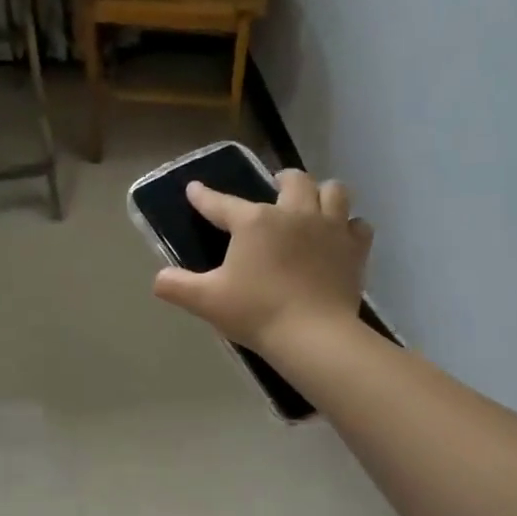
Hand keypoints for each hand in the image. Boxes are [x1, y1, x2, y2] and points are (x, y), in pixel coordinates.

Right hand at [153, 169, 372, 357]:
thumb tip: (158, 279)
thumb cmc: (256, 312)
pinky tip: (340, 238)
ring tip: (312, 206)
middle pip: (293, 180)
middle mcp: (294, 213)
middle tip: (275, 189)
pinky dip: (348, 227)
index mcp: (255, 222)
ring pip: (333, 191)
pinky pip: (358, 226)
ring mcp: (330, 228)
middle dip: (282, 180)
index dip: (204, 197)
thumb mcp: (207, 300)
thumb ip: (177, 286)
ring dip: (321, 194)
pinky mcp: (354, 249)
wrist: (313, 335)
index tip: (195, 189)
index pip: (222, 203)